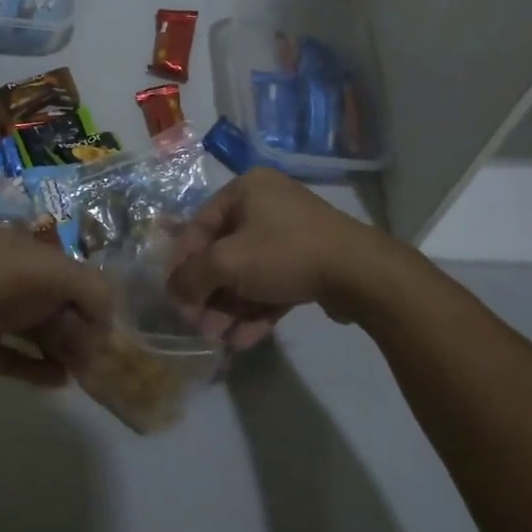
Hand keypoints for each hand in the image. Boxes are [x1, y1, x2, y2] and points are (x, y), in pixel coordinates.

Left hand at [0, 231, 112, 386]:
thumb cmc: (6, 286)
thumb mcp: (60, 274)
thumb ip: (93, 289)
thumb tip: (107, 316)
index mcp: (17, 246)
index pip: (61, 265)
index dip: (84, 289)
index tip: (102, 318)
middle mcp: (0, 273)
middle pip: (48, 300)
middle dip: (74, 325)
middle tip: (93, 351)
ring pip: (32, 328)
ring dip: (60, 347)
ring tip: (81, 370)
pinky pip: (13, 355)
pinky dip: (36, 367)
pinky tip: (59, 381)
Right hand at [165, 169, 386, 347]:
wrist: (360, 274)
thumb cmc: (283, 253)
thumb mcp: (226, 262)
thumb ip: (191, 276)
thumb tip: (174, 292)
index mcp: (246, 190)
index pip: (199, 226)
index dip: (181, 263)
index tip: (172, 296)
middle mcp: (267, 206)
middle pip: (223, 253)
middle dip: (208, 293)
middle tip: (197, 324)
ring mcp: (291, 236)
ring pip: (248, 274)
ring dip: (229, 307)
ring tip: (218, 339)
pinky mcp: (310, 264)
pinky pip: (272, 285)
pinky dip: (256, 310)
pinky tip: (242, 341)